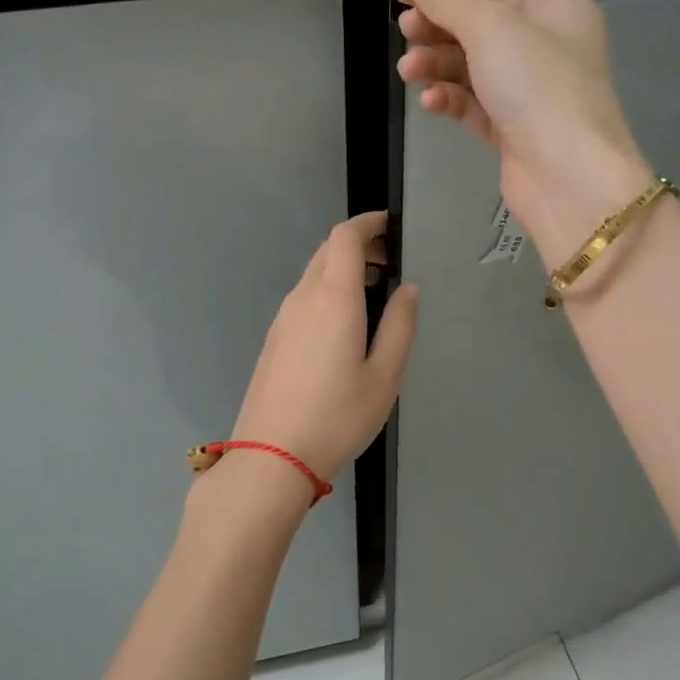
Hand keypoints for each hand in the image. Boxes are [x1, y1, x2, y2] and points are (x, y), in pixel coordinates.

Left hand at [226, 212, 418, 487]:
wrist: (271, 456)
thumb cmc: (337, 416)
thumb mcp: (385, 376)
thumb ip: (400, 326)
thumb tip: (408, 289)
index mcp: (333, 297)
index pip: (344, 237)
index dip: (368, 222)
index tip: (390, 225)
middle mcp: (302, 298)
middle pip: (327, 251)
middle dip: (358, 244)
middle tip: (390, 260)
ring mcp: (282, 319)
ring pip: (313, 274)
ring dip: (342, 269)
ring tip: (374, 292)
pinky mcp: (274, 340)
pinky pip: (302, 299)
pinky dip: (327, 291)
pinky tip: (344, 323)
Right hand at [391, 0, 653, 258]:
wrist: (570, 179)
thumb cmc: (538, 89)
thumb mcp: (490, 29)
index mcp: (553, 10)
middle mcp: (545, 47)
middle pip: (477, 28)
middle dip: (436, 30)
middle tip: (403, 33)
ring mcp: (530, 92)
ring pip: (472, 68)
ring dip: (437, 66)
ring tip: (408, 72)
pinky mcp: (513, 130)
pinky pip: (474, 105)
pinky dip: (451, 99)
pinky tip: (431, 102)